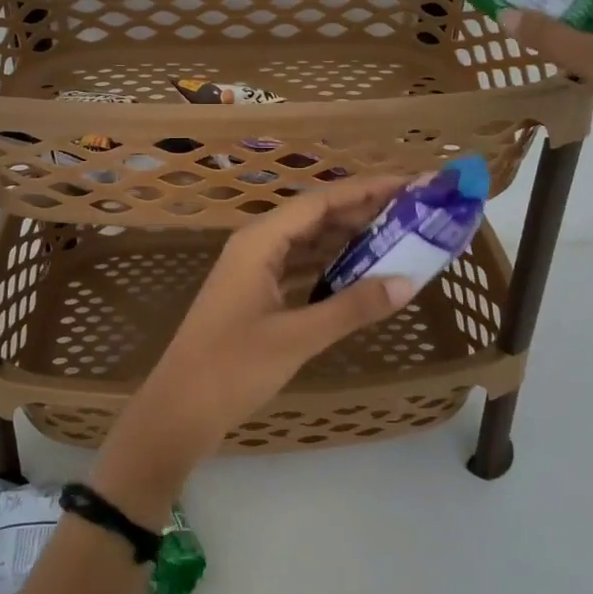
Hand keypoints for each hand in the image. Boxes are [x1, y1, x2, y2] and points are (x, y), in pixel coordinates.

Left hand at [91, 177, 416, 515]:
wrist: (179, 409)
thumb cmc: (232, 368)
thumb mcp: (298, 337)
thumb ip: (352, 307)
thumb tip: (407, 283)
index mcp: (259, 241)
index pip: (321, 201)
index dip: (367, 190)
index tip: (409, 184)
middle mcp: (255, 245)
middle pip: (315, 216)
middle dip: (362, 211)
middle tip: (413, 212)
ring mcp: (252, 270)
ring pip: (307, 241)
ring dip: (347, 238)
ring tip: (395, 236)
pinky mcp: (254, 294)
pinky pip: (298, 266)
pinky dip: (329, 265)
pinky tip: (358, 272)